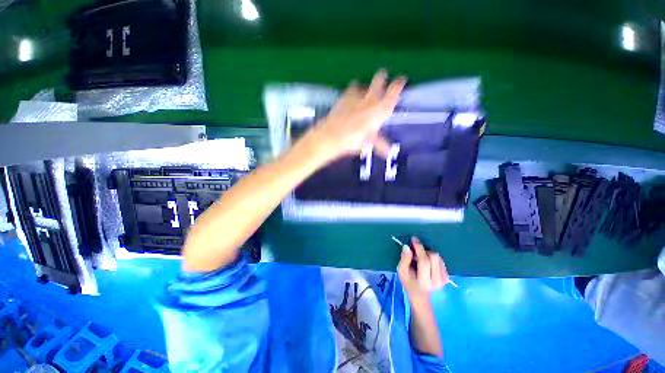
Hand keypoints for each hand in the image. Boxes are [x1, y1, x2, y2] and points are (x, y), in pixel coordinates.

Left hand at [300, 69, 405, 164]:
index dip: (399, 84)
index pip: (393, 92)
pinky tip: (349, 98)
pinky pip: (349, 91)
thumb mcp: (368, 142)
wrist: (333, 135)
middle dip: (381, 78)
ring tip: (362, 91)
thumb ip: (379, 144)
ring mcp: (355, 96)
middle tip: (382, 76)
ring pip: (362, 84)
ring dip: (363, 87)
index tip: (402, 79)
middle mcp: (369, 99)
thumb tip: (387, 152)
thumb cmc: (354, 140)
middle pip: (378, 81)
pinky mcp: (343, 98)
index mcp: (380, 110)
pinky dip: (351, 92)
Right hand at [397, 236, 450, 301]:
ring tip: (421, 260)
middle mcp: (437, 281)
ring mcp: (444, 280)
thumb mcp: (401, 272)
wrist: (420, 295)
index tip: (414, 239)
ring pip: (438, 257)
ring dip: (428, 254)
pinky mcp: (447, 277)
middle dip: (423, 251)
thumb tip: (407, 247)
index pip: (424, 261)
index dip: (419, 248)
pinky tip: (427, 264)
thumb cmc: (409, 282)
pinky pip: (441, 260)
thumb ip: (404, 259)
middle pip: (434, 257)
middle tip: (415, 254)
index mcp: (424, 281)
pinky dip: (432, 258)